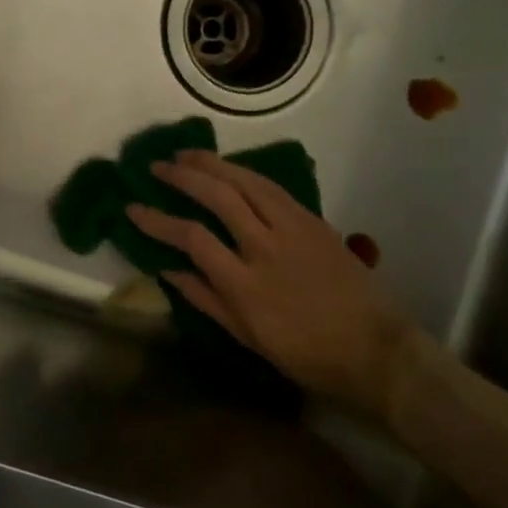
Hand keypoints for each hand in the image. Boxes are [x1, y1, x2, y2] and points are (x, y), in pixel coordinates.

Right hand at [126, 150, 423, 418]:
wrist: (374, 348)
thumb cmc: (306, 353)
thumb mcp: (247, 336)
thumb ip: (205, 299)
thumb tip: (166, 269)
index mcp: (245, 285)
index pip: (191, 238)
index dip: (157, 220)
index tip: (133, 208)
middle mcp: (265, 247)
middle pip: (218, 197)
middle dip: (182, 177)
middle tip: (157, 167)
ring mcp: (292, 229)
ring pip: (246, 181)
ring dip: (212, 163)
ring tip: (185, 154)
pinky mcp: (312, 220)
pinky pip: (271, 187)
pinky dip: (244, 172)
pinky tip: (228, 167)